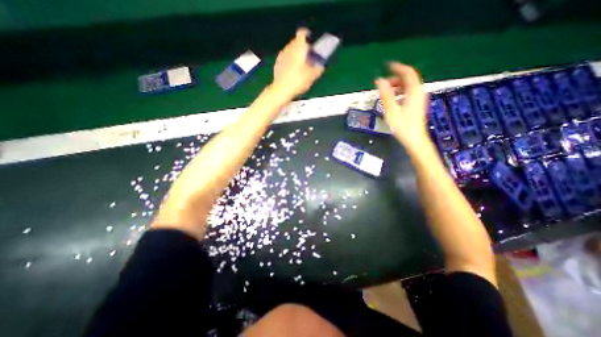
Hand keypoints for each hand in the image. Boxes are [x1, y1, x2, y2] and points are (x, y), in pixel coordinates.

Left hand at [274, 28, 326, 96]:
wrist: (282, 90)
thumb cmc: (298, 80)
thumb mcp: (312, 76)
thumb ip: (318, 69)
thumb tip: (321, 67)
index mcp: (298, 47)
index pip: (302, 33)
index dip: (307, 35)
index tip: (311, 40)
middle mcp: (289, 48)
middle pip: (296, 42)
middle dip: (303, 47)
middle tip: (308, 57)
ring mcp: (281, 55)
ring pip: (290, 50)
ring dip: (295, 55)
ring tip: (301, 66)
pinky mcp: (277, 64)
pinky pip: (285, 59)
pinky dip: (289, 62)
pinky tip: (292, 72)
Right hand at [374, 62, 429, 151]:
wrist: (414, 139)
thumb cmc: (402, 126)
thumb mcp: (391, 110)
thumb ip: (385, 95)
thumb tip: (379, 81)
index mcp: (413, 91)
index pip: (407, 73)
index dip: (397, 67)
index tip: (386, 66)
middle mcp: (418, 92)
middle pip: (408, 79)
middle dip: (394, 79)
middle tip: (382, 85)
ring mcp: (419, 98)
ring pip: (408, 86)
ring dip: (396, 86)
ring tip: (385, 93)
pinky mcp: (417, 104)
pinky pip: (408, 93)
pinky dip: (399, 92)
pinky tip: (392, 100)